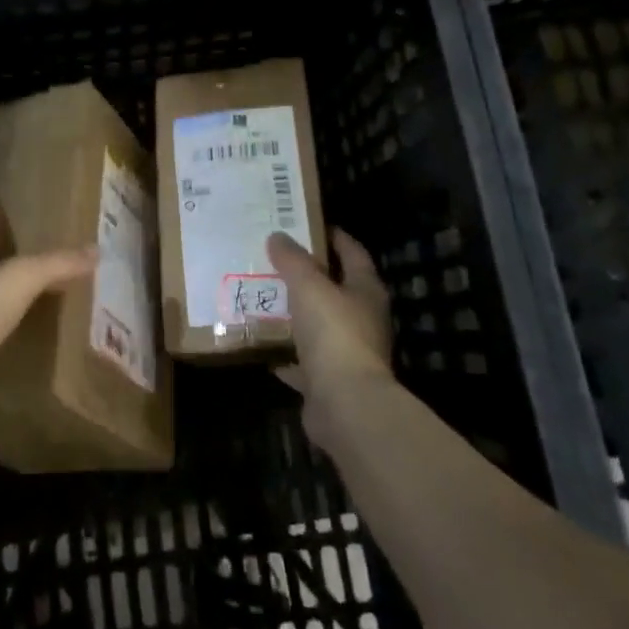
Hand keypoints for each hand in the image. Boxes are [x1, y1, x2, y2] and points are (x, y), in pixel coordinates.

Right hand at [267, 228, 396, 445]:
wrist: (345, 404)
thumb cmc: (333, 333)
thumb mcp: (308, 286)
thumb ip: (292, 260)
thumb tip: (278, 236)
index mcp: (365, 291)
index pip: (353, 253)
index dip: (334, 237)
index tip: (309, 224)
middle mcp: (362, 319)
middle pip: (335, 289)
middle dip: (307, 275)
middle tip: (274, 259)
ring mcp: (347, 352)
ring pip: (317, 325)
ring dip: (295, 314)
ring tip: (263, 297)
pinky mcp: (329, 381)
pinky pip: (303, 361)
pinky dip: (285, 354)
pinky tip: (263, 344)